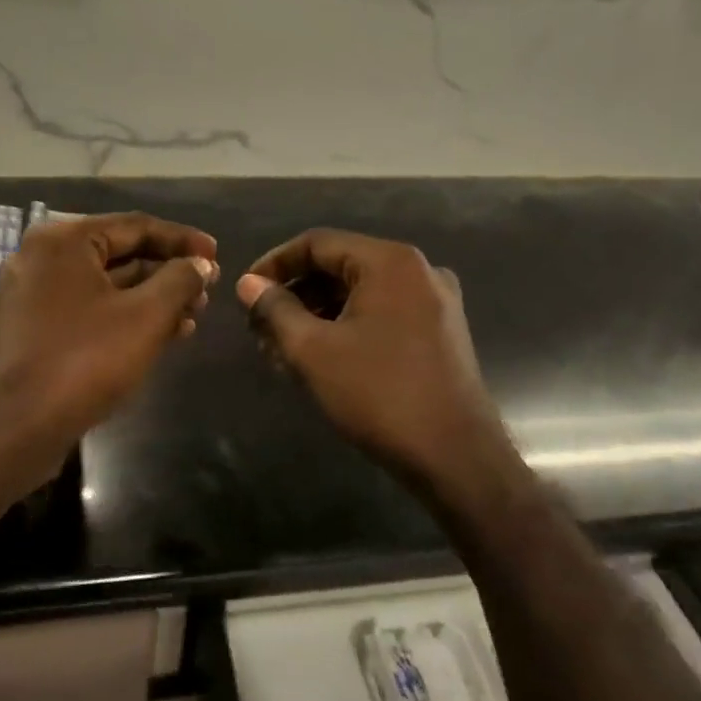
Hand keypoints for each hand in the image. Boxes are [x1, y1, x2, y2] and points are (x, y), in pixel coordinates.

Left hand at [0, 212, 217, 481]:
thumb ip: (180, 281)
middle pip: (120, 254)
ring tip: (193, 316)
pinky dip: (125, 317)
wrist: (16, 428)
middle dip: (168, 273)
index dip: (183, 240)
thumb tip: (200, 264)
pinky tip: (162, 335)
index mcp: (64, 241)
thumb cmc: (85, 360)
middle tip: (207, 290)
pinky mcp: (34, 329)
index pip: (136, 226)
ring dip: (152, 298)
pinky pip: (89, 310)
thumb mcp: (146, 316)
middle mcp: (43, 258)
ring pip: (106, 286)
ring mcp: (34, 295)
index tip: (217, 254)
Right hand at [237, 229, 509, 487]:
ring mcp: (435, 302)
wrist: (455, 457)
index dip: (274, 264)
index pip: (317, 244)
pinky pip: (382, 315)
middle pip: (340, 267)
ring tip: (283, 351)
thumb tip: (248, 284)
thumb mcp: (314, 350)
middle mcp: (418, 270)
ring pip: (360, 294)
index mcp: (390, 261)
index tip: (245, 294)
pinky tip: (321, 359)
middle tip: (261, 329)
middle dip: (295, 295)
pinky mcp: (440, 332)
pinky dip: (347, 328)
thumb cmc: (379, 394)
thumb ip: (275, 310)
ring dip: (317, 315)